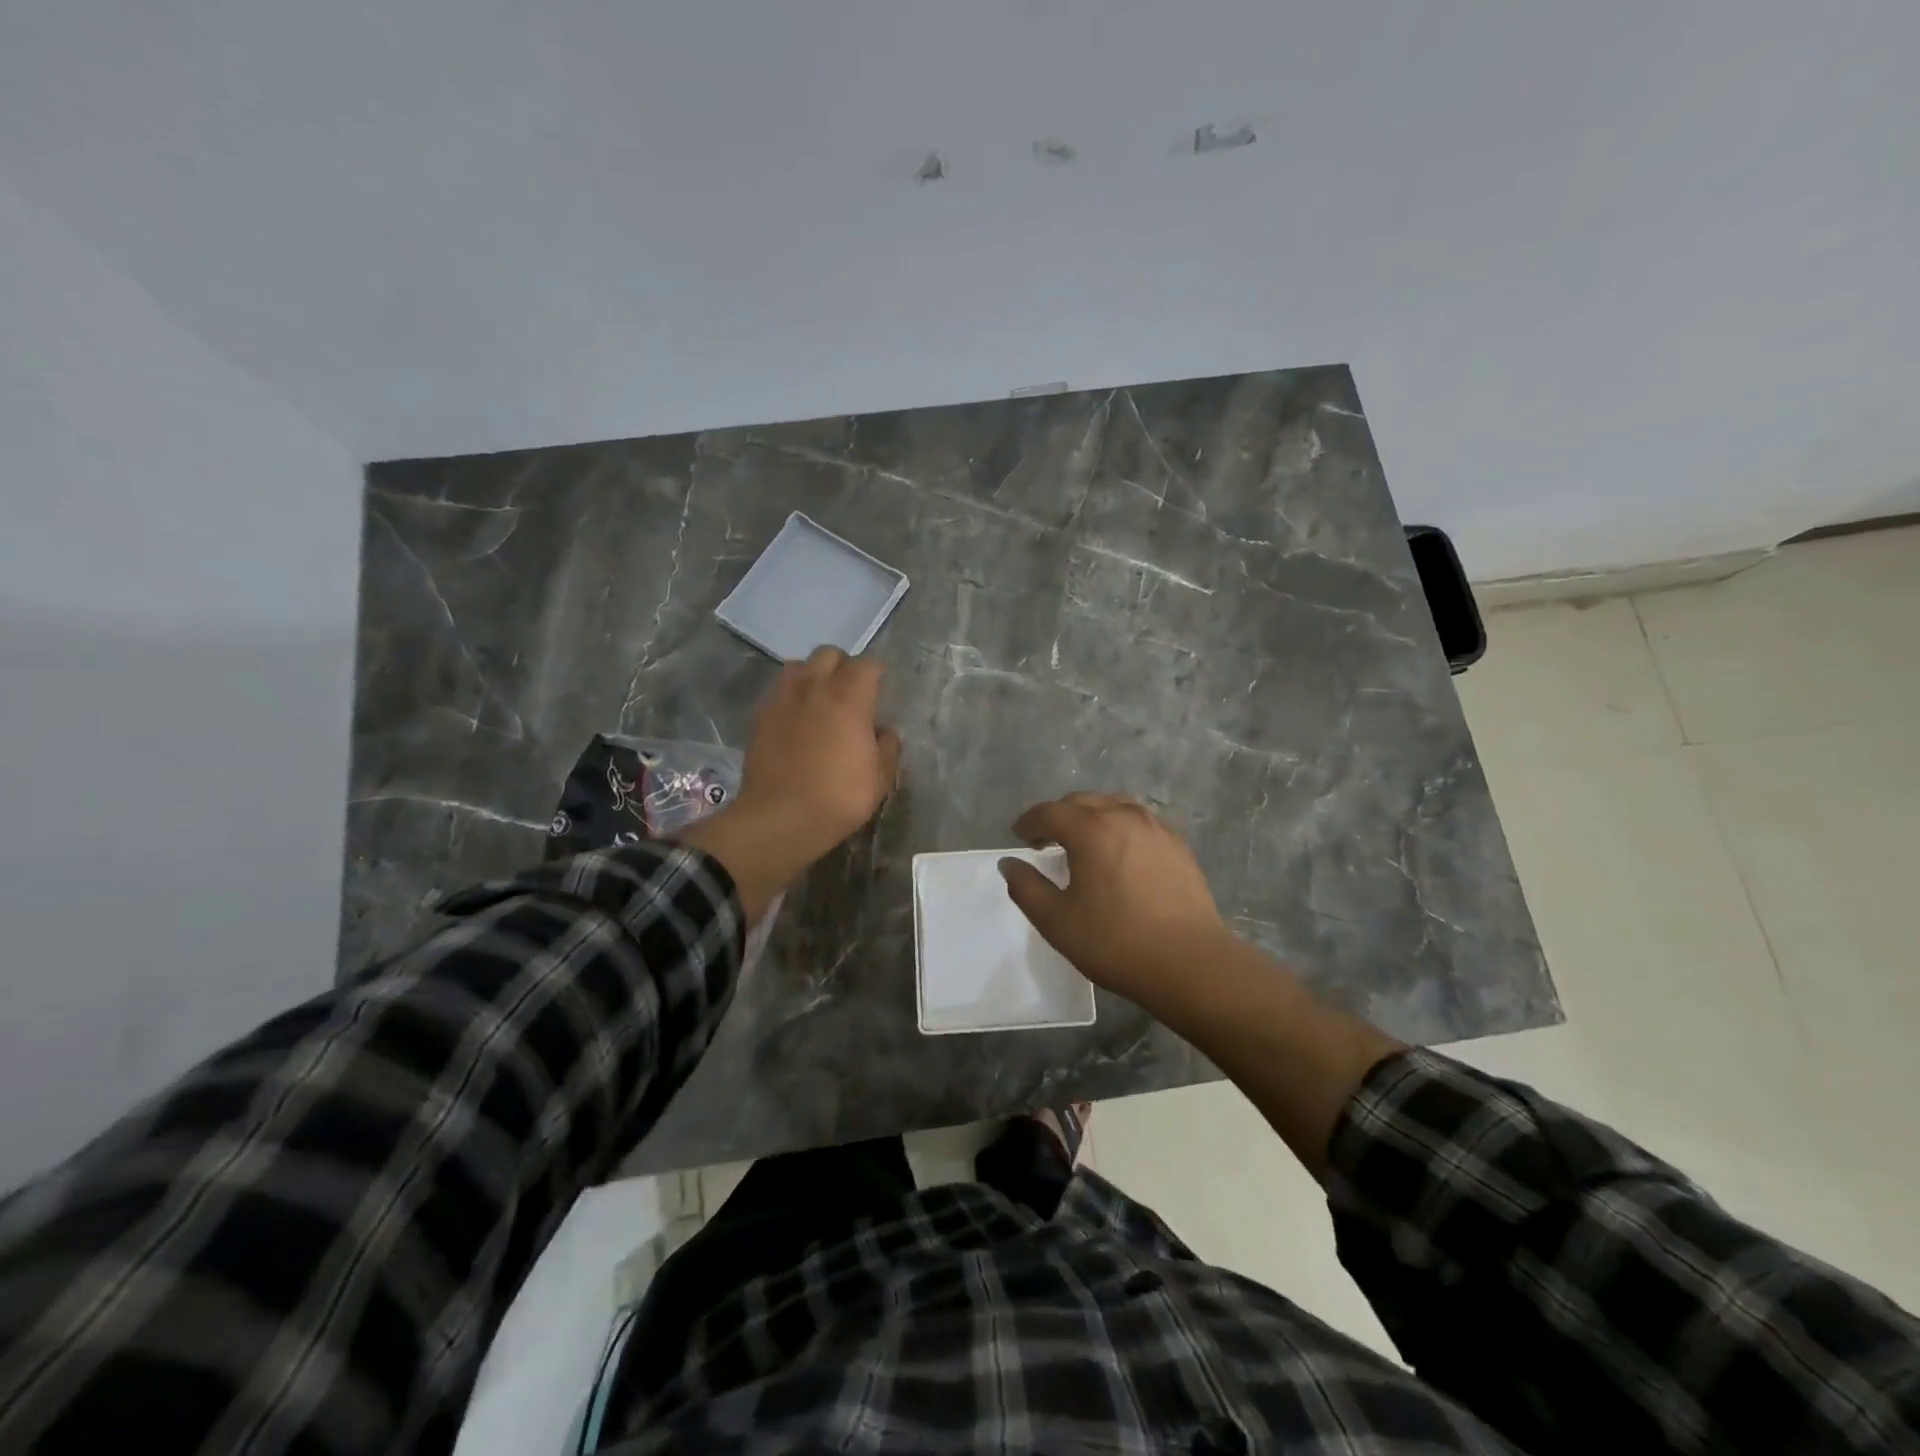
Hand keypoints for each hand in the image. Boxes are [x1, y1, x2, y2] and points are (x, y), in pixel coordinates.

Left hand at [679, 647, 900, 921]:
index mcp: (849, 697)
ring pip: (798, 665)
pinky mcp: (760, 714)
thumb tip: (886, 731)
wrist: (781, 817)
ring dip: (812, 675)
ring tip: (818, 698)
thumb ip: (887, 747)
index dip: (876, 674)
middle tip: (849, 692)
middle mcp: (815, 687)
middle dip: (842, 666)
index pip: (867, 665)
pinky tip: (795, 717)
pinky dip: (790, 695)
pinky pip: (778, 690)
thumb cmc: (839, 797)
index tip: (880, 690)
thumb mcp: (879, 778)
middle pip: (829, 654)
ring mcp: (783, 698)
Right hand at [998, 793, 1231, 1013]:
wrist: (1190, 963)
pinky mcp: (1178, 846)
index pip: (1050, 812)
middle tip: (1045, 840)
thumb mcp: (1057, 921)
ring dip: (1091, 817)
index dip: (1029, 822)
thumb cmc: (1116, 942)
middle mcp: (1124, 816)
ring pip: (1114, 806)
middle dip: (1058, 816)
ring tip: (1083, 843)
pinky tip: (1119, 855)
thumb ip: (1026, 887)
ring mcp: (1156, 828)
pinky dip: (1119, 827)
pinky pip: (1139, 822)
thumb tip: (1010, 863)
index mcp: (1091, 829)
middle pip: (1082, 802)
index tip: (1019, 836)